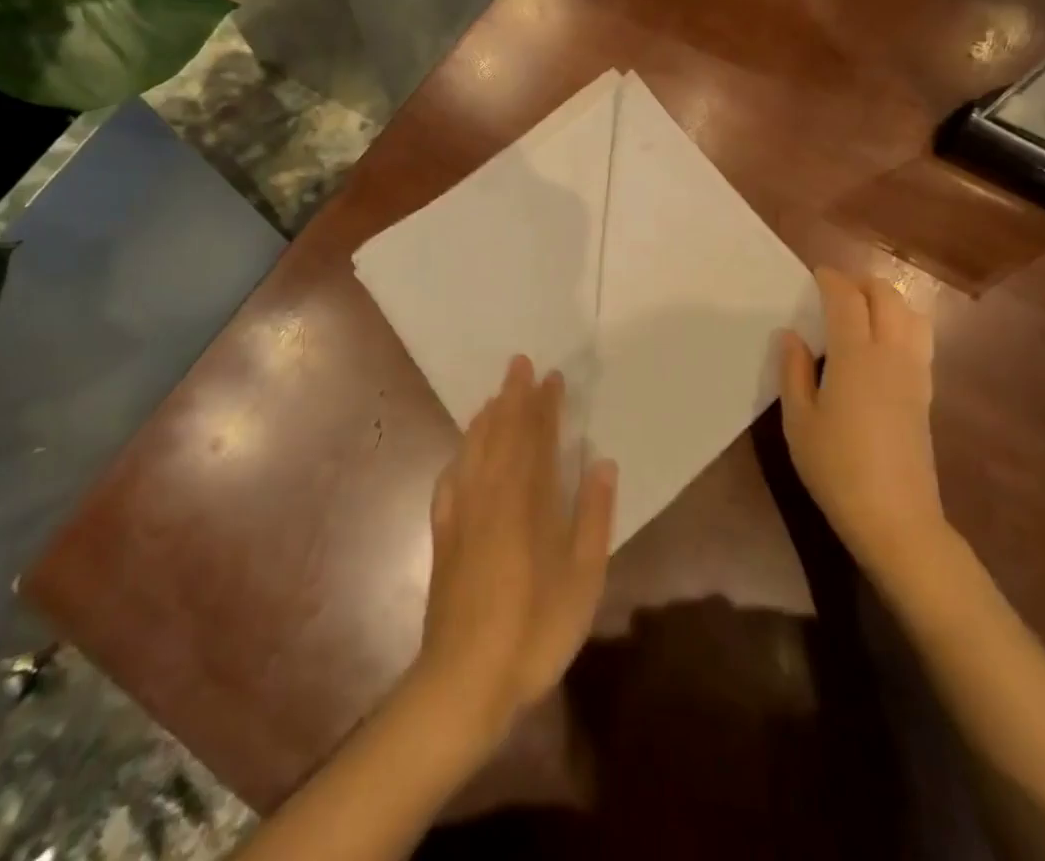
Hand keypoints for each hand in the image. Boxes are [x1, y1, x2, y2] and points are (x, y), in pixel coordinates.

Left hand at [413, 357, 617, 740]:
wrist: (464, 680)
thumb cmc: (534, 629)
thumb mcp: (582, 579)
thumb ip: (592, 515)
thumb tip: (600, 461)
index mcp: (527, 499)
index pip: (537, 437)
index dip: (545, 405)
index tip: (552, 376)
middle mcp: (491, 493)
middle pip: (502, 433)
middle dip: (513, 396)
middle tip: (520, 364)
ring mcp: (462, 512)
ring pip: (474, 449)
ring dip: (487, 418)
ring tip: (496, 396)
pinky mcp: (444, 534)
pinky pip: (452, 478)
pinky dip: (460, 455)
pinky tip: (462, 454)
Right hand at [779, 267, 947, 576]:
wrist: (896, 518)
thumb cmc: (836, 467)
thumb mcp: (798, 420)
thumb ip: (794, 371)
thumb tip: (791, 335)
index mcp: (855, 356)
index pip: (847, 299)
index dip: (831, 280)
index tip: (815, 275)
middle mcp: (891, 354)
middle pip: (887, 297)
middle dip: (861, 283)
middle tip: (835, 290)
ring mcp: (915, 373)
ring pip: (912, 314)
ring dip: (887, 300)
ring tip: (861, 309)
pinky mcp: (926, 393)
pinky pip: (919, 339)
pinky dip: (902, 323)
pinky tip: (880, 343)